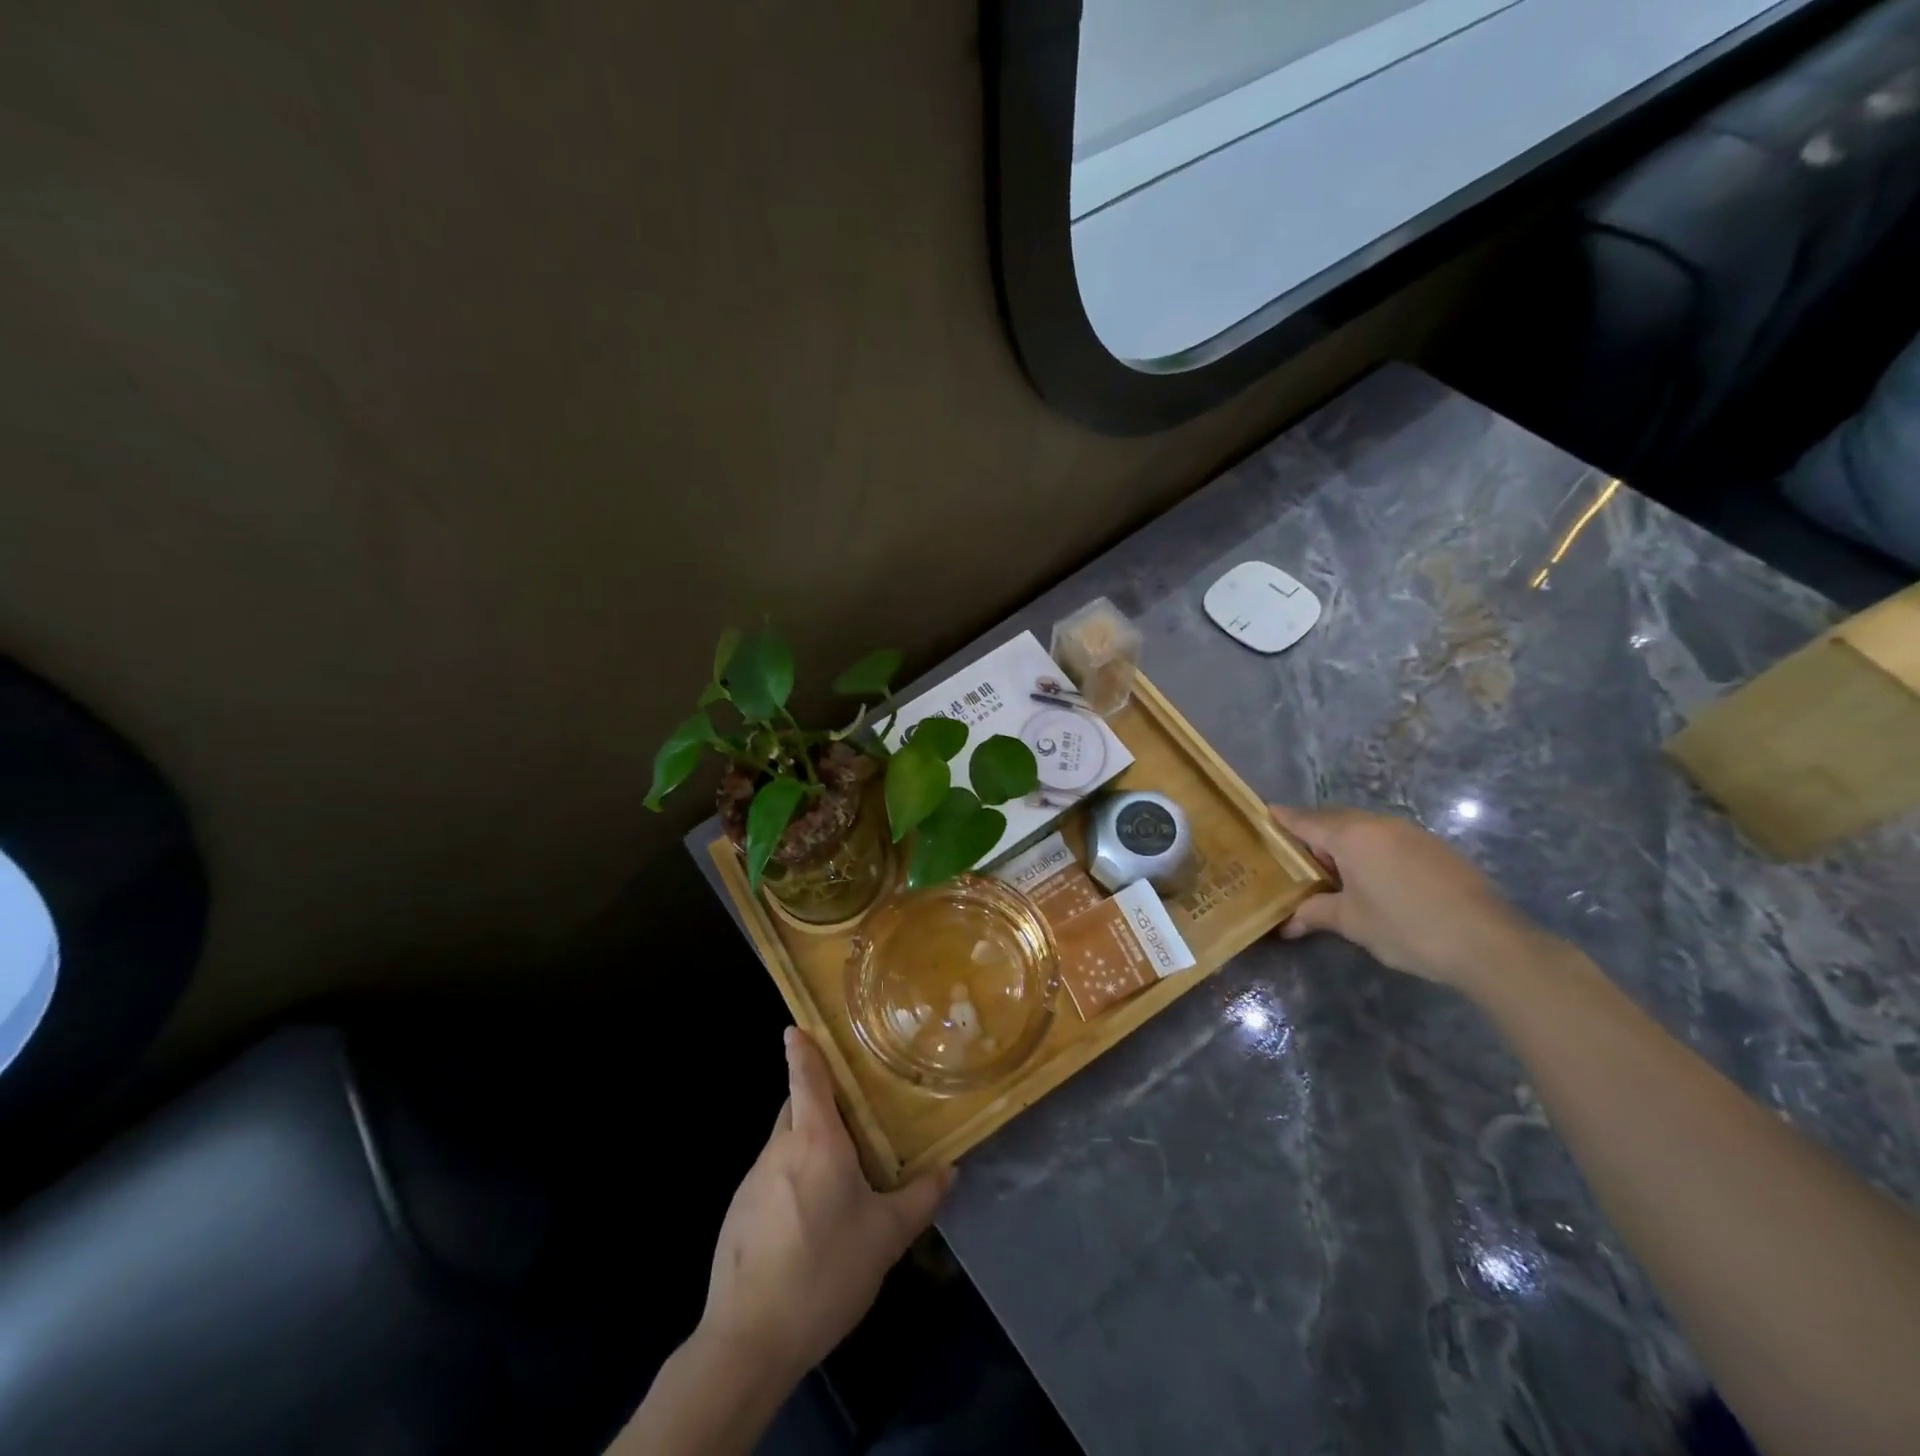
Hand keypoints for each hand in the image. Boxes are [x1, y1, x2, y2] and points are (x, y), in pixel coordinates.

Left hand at [697, 1027, 953, 1383]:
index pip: (806, 1077)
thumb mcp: (885, 1238)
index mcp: (816, 1141)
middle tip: (852, 1114)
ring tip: (839, 1176)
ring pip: (784, 1144)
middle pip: (796, 1107)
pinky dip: (791, 1179)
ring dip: (807, 1146)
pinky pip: (771, 1177)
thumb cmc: (824, 1273)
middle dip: (818, 1102)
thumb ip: (920, 1199)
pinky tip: (809, 1221)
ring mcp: (753, 1180)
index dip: (803, 1049)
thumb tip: (951, 1170)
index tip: (797, 1026)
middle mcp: (780, 1149)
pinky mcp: (738, 1212)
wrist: (747, 1341)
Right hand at [1269, 804, 1547, 993]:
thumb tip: (1287, 923)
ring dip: (1344, 844)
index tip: (1264, 814)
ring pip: (1364, 829)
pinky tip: (1371, 878)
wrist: (1488, 942)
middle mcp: (1379, 824)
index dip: (1283, 818)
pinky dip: (1371, 851)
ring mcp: (1411, 833)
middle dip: (1313, 833)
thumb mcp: (1353, 922)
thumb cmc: (1406, 927)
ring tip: (1331, 871)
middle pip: (1335, 820)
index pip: (1306, 821)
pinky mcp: (1435, 848)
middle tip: (1293, 855)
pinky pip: (1389, 839)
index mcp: (1351, 836)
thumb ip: (1315, 914)